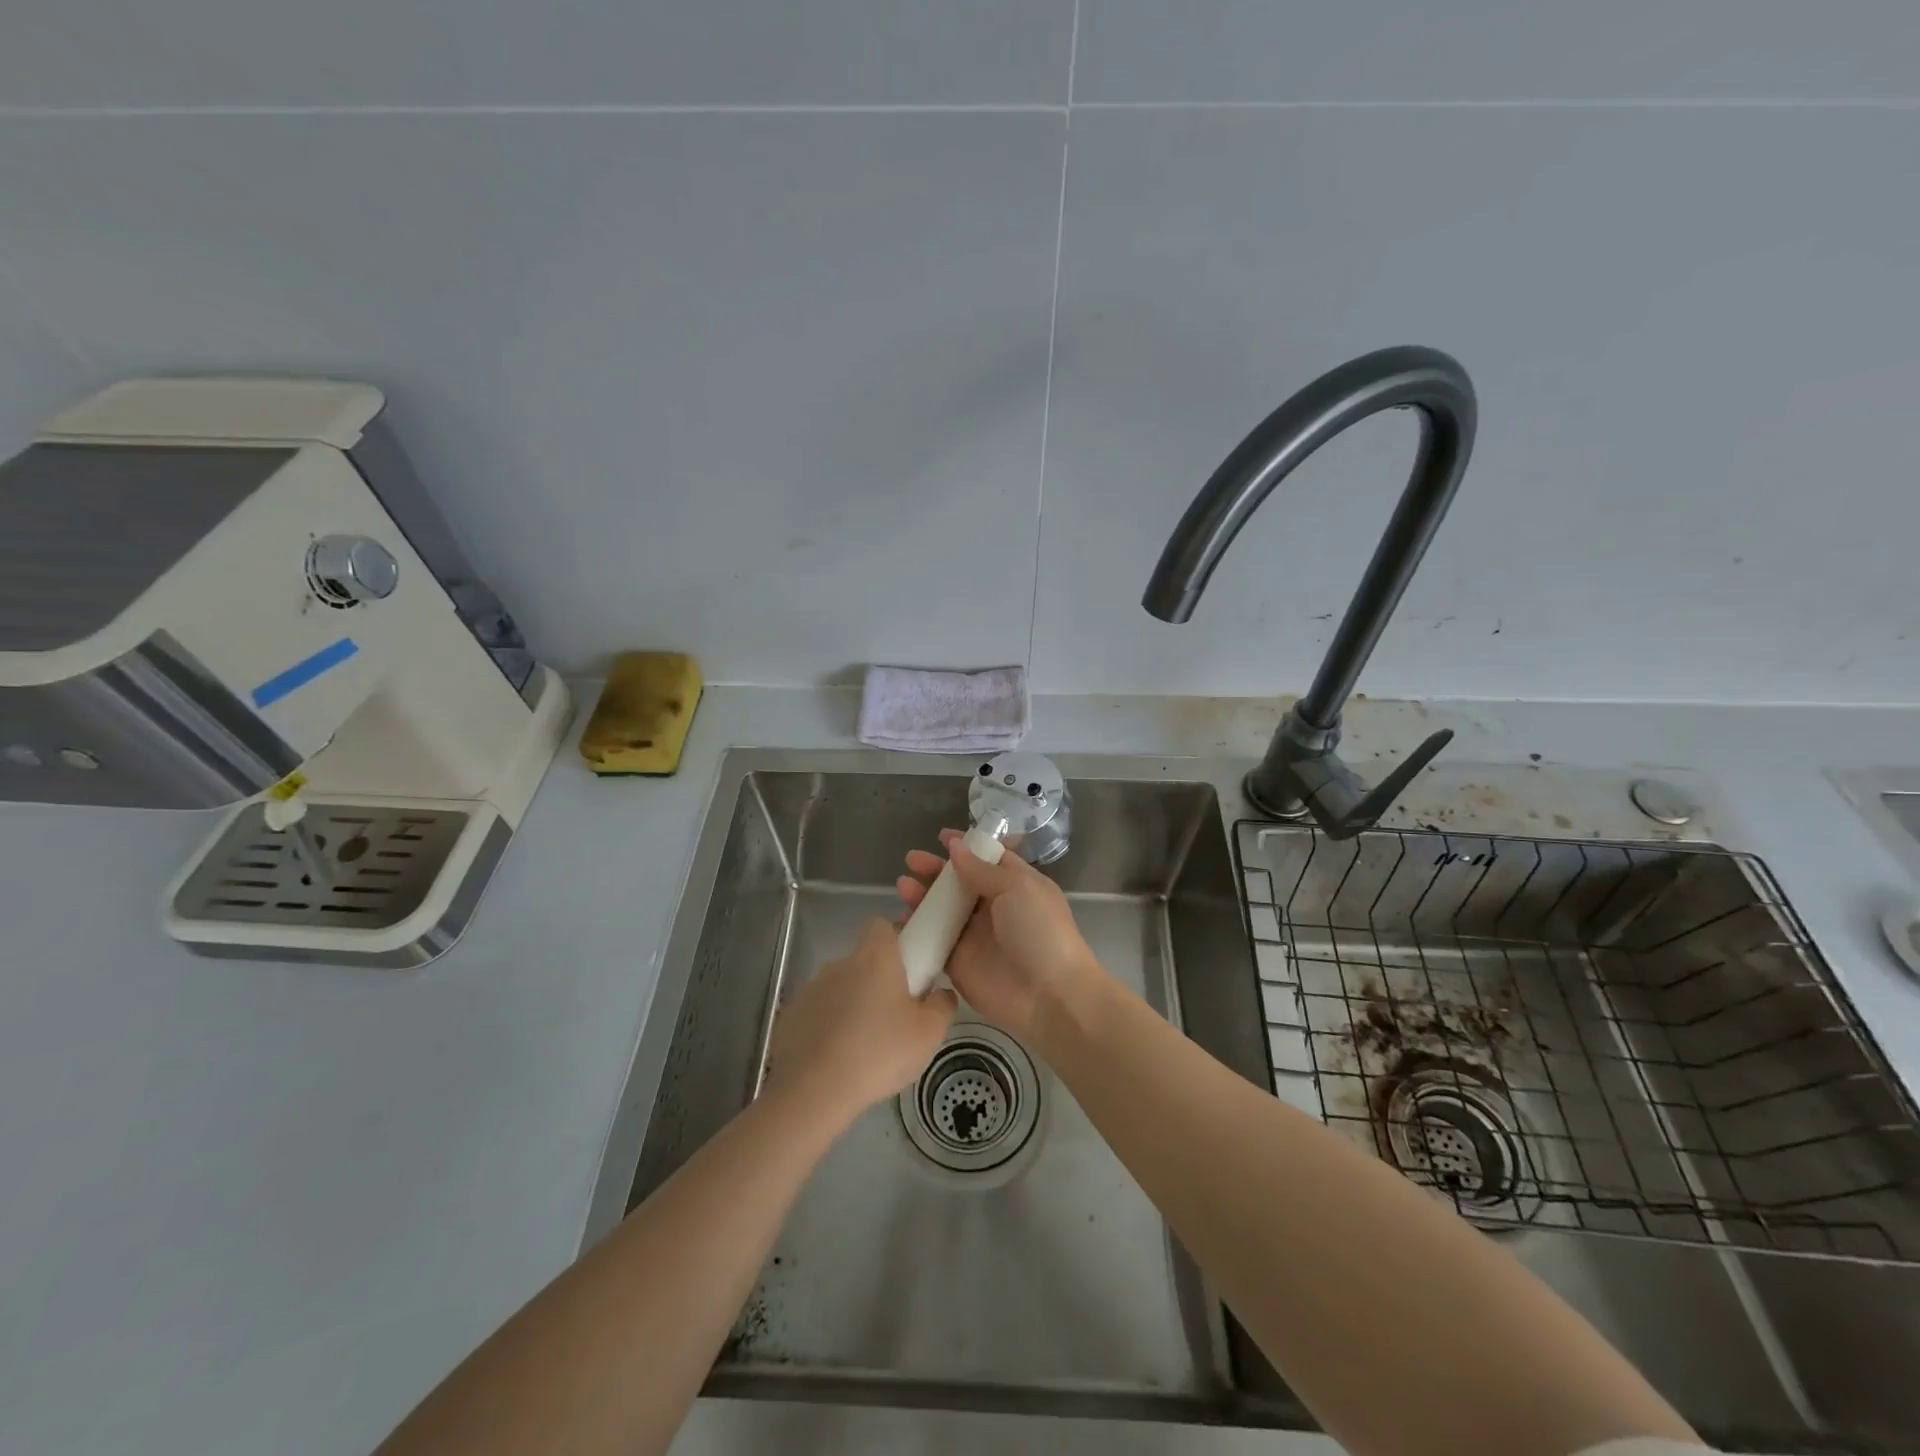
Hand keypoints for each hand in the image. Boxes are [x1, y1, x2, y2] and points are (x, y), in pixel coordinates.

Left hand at [764, 918, 956, 1125]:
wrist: (813, 1092)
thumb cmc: (879, 1053)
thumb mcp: (929, 1034)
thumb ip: (942, 1006)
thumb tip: (941, 993)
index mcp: (875, 957)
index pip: (882, 925)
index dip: (897, 939)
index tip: (910, 967)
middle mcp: (840, 963)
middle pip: (863, 960)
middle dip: (878, 981)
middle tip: (895, 1015)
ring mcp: (810, 989)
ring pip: (840, 988)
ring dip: (852, 1006)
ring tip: (865, 1046)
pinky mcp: (790, 1016)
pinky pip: (817, 1014)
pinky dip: (827, 1028)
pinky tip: (837, 1060)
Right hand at [897, 830, 1101, 1039]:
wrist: (1049, 995)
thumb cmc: (1039, 931)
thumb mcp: (1018, 888)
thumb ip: (982, 869)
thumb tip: (955, 847)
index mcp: (1015, 884)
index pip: (987, 858)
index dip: (965, 846)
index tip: (941, 837)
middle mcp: (993, 907)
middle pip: (958, 882)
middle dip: (935, 870)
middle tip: (912, 861)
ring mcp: (974, 935)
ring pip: (942, 910)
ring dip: (922, 896)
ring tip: (903, 886)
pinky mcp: (958, 963)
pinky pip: (932, 942)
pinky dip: (916, 930)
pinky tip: (900, 919)